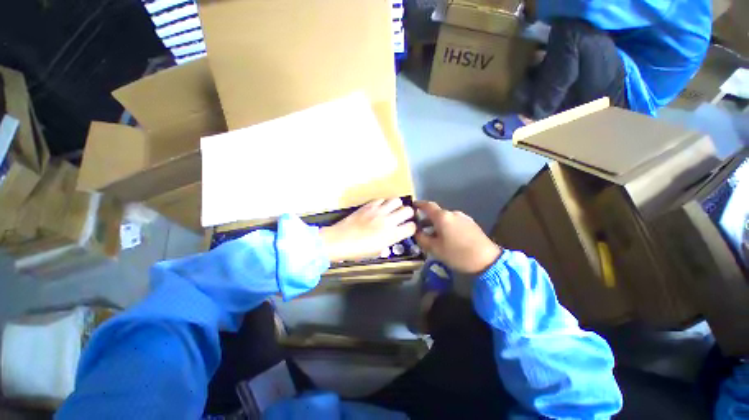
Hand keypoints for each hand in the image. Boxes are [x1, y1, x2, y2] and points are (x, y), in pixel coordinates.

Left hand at [320, 198, 416, 261]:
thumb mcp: (377, 251)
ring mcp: (378, 210)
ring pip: (396, 200)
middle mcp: (388, 220)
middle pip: (408, 210)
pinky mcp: (369, 205)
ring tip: (391, 210)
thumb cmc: (358, 250)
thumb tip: (393, 235)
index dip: (411, 228)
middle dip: (408, 214)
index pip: (411, 227)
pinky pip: (381, 199)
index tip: (407, 229)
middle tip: (402, 217)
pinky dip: (383, 203)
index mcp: (392, 235)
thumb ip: (389, 242)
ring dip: (397, 205)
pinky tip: (379, 208)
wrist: (339, 240)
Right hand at [415, 201, 501, 273]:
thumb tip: (416, 232)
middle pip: (436, 213)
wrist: (487, 260)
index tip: (412, 206)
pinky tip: (446, 237)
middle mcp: (453, 213)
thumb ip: (422, 238)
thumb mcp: (435, 249)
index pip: (427, 205)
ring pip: (445, 218)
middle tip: (419, 228)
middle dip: (427, 219)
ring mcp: (463, 218)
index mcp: (442, 217)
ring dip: (437, 224)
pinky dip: (446, 226)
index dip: (419, 204)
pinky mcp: (471, 224)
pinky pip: (454, 222)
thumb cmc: (457, 254)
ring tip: (432, 235)